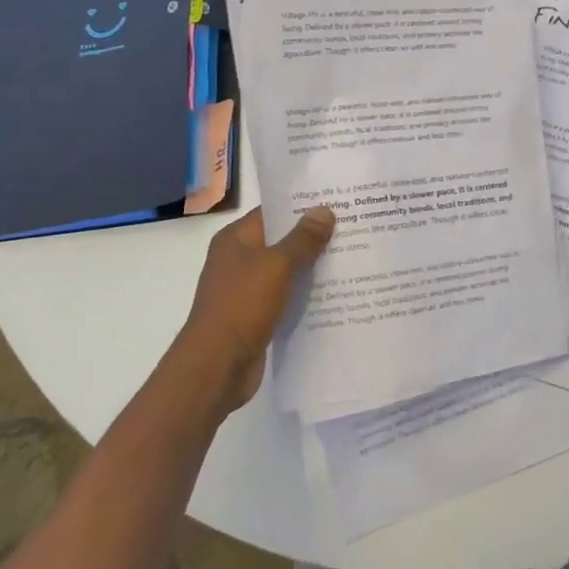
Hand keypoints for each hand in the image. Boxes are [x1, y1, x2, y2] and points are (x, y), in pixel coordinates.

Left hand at [178, 205, 334, 410]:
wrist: (216, 366)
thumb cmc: (242, 305)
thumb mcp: (277, 265)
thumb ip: (302, 238)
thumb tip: (324, 210)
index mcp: (235, 240)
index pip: (272, 212)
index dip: (303, 206)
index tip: (336, 201)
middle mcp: (238, 260)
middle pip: (281, 241)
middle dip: (313, 237)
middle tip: (352, 228)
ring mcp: (245, 290)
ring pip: (285, 271)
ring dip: (311, 267)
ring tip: (351, 257)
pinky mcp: (255, 316)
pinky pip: (285, 297)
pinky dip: (305, 294)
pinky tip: (334, 293)